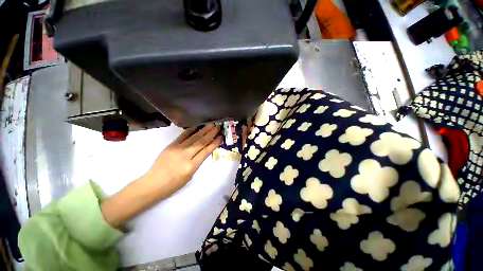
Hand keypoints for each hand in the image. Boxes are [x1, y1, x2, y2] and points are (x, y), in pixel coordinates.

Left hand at [101, 124, 221, 227]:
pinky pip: (182, 136)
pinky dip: (190, 130)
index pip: (206, 151)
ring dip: (204, 130)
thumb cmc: (173, 184)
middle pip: (201, 142)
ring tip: (211, 124)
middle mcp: (185, 155)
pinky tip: (197, 126)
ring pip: (194, 137)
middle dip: (211, 134)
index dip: (214, 143)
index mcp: (191, 166)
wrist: (152, 184)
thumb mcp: (190, 176)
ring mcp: (177, 149)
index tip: (221, 137)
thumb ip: (198, 162)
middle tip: (218, 127)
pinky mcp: (170, 146)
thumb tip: (204, 150)